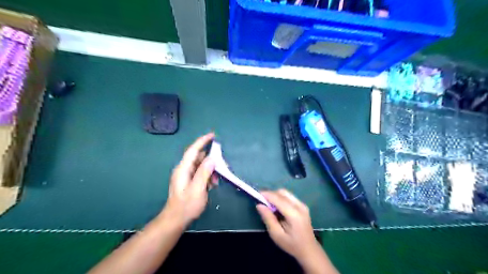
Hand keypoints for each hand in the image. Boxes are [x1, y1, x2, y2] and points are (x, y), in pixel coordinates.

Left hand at [162, 134, 216, 227]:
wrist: (175, 220)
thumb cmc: (186, 206)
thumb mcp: (197, 189)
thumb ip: (204, 173)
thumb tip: (212, 158)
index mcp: (183, 169)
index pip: (193, 150)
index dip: (202, 141)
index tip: (213, 135)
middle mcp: (183, 169)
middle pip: (198, 157)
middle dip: (210, 158)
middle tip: (222, 163)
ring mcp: (186, 176)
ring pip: (200, 166)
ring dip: (210, 169)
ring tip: (217, 178)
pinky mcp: (189, 181)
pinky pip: (200, 173)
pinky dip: (207, 175)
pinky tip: (212, 184)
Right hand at [256, 189, 322, 262]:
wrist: (309, 250)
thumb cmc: (292, 245)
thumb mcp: (277, 235)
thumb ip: (268, 218)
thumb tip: (259, 205)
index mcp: (294, 214)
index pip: (278, 198)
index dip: (267, 194)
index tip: (256, 194)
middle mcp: (299, 206)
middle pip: (282, 193)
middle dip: (271, 194)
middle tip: (262, 202)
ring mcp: (302, 205)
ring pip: (286, 193)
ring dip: (276, 196)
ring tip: (269, 205)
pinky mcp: (303, 206)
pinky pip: (289, 197)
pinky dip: (281, 198)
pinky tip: (278, 208)